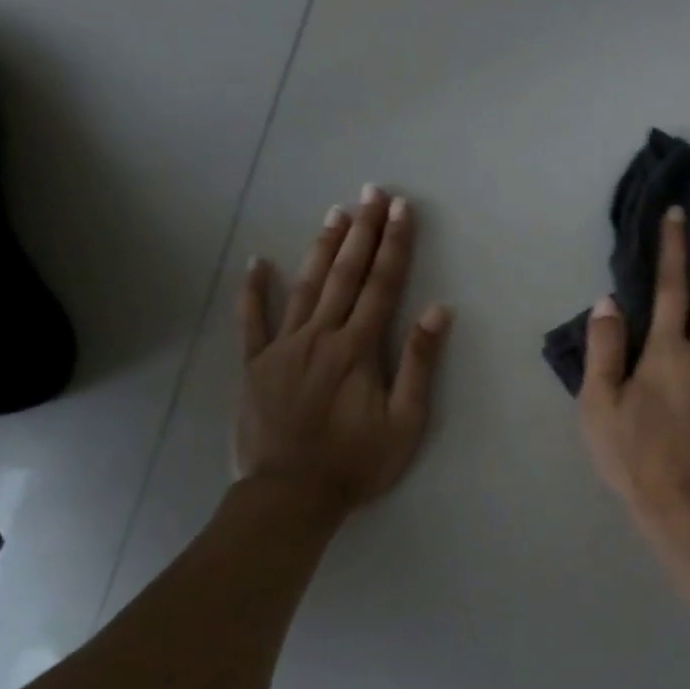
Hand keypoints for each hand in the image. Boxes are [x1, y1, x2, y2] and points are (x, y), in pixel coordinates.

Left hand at [234, 186, 450, 519]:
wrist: (290, 496)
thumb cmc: (356, 462)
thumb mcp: (405, 422)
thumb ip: (419, 364)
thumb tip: (437, 311)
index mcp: (358, 348)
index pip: (382, 285)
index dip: (395, 244)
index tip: (402, 209)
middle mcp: (320, 336)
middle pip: (345, 274)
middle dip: (363, 231)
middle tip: (372, 192)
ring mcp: (282, 347)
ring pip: (304, 286)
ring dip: (321, 248)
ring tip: (335, 213)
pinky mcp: (254, 365)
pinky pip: (252, 321)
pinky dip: (253, 291)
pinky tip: (256, 262)